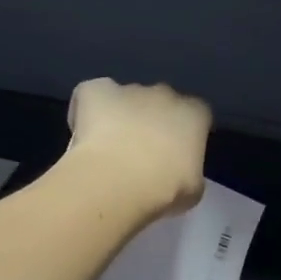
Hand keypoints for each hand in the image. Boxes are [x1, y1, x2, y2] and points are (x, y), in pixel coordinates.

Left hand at [66, 78, 211, 217]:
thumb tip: (177, 170)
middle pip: (160, 101)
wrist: (117, 182)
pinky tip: (84, 134)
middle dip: (152, 120)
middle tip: (140, 152)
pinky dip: (87, 109)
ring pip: (126, 98)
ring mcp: (128, 89)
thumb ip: (188, 170)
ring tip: (108, 149)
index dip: (184, 132)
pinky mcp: (94, 90)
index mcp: (193, 114)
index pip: (196, 114)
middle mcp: (164, 94)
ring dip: (120, 116)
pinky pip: (91, 94)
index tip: (175, 154)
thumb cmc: (164, 190)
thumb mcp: (192, 189)